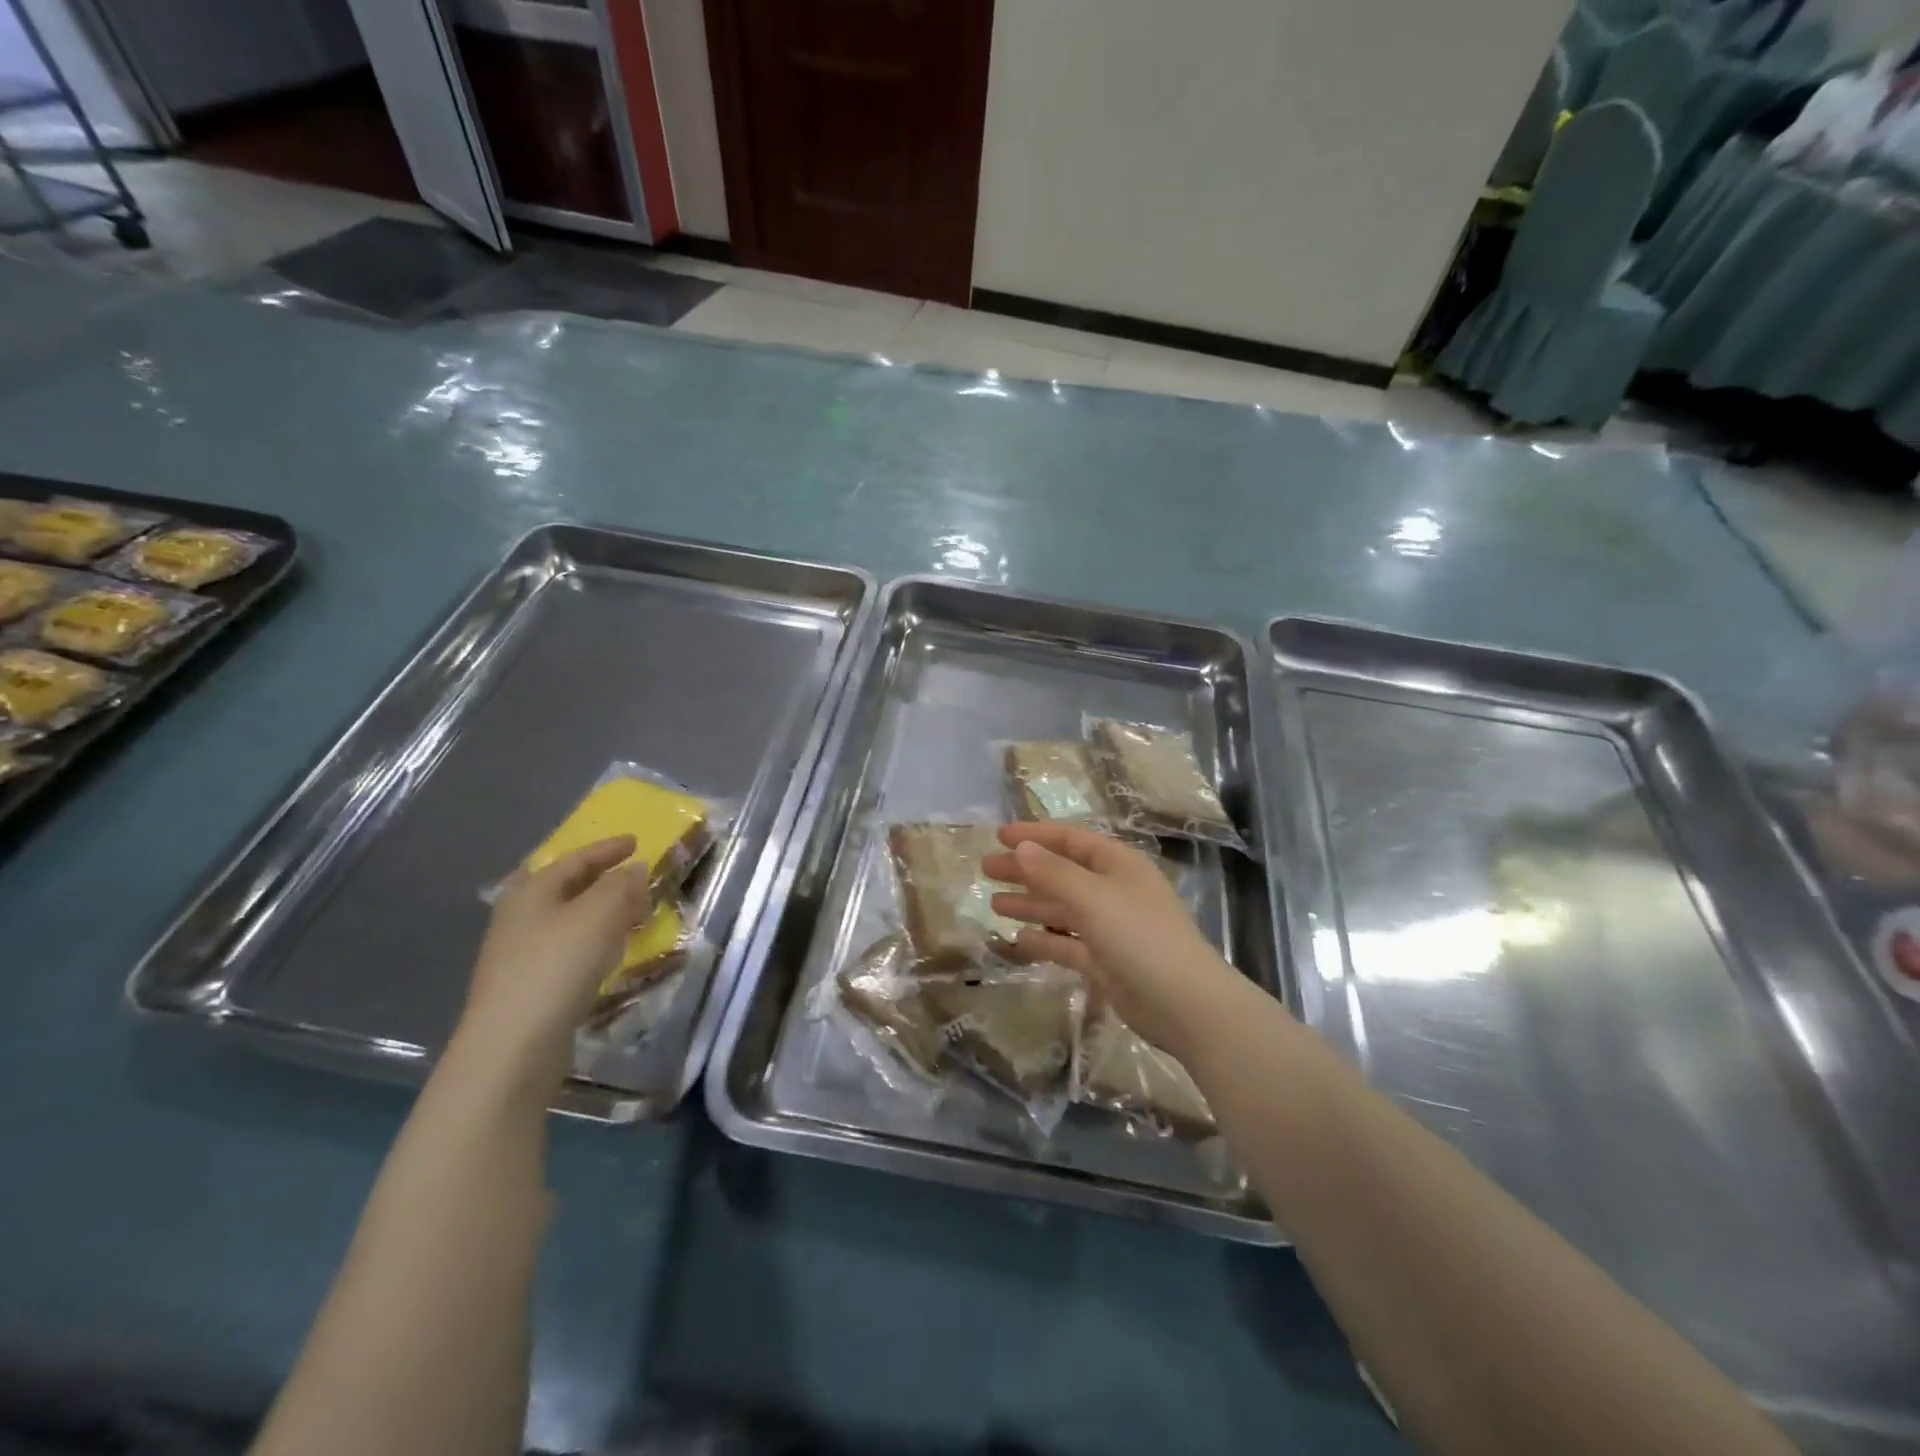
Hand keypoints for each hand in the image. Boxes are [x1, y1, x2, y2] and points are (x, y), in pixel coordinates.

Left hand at [453, 837, 652, 1094]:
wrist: (512, 1046)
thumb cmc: (557, 966)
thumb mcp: (599, 914)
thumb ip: (621, 885)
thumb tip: (634, 869)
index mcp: (531, 891)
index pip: (575, 859)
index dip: (608, 849)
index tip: (636, 843)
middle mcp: (519, 917)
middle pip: (565, 888)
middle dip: (602, 881)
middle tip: (634, 880)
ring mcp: (519, 954)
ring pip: (567, 920)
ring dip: (600, 913)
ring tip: (630, 916)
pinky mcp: (527, 987)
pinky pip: (567, 950)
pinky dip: (592, 942)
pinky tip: (608, 956)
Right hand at [983, 821, 1237, 1059]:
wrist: (1184, 1004)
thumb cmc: (1139, 936)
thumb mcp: (1093, 897)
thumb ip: (1053, 873)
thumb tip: (1021, 849)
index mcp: (1116, 864)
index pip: (1069, 840)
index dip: (1034, 835)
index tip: (998, 836)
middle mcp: (1112, 890)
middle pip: (1061, 873)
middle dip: (1024, 870)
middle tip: (985, 869)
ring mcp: (1110, 928)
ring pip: (1061, 909)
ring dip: (1030, 903)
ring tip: (992, 903)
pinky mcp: (1105, 962)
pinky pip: (1067, 944)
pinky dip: (1044, 939)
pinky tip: (1018, 938)